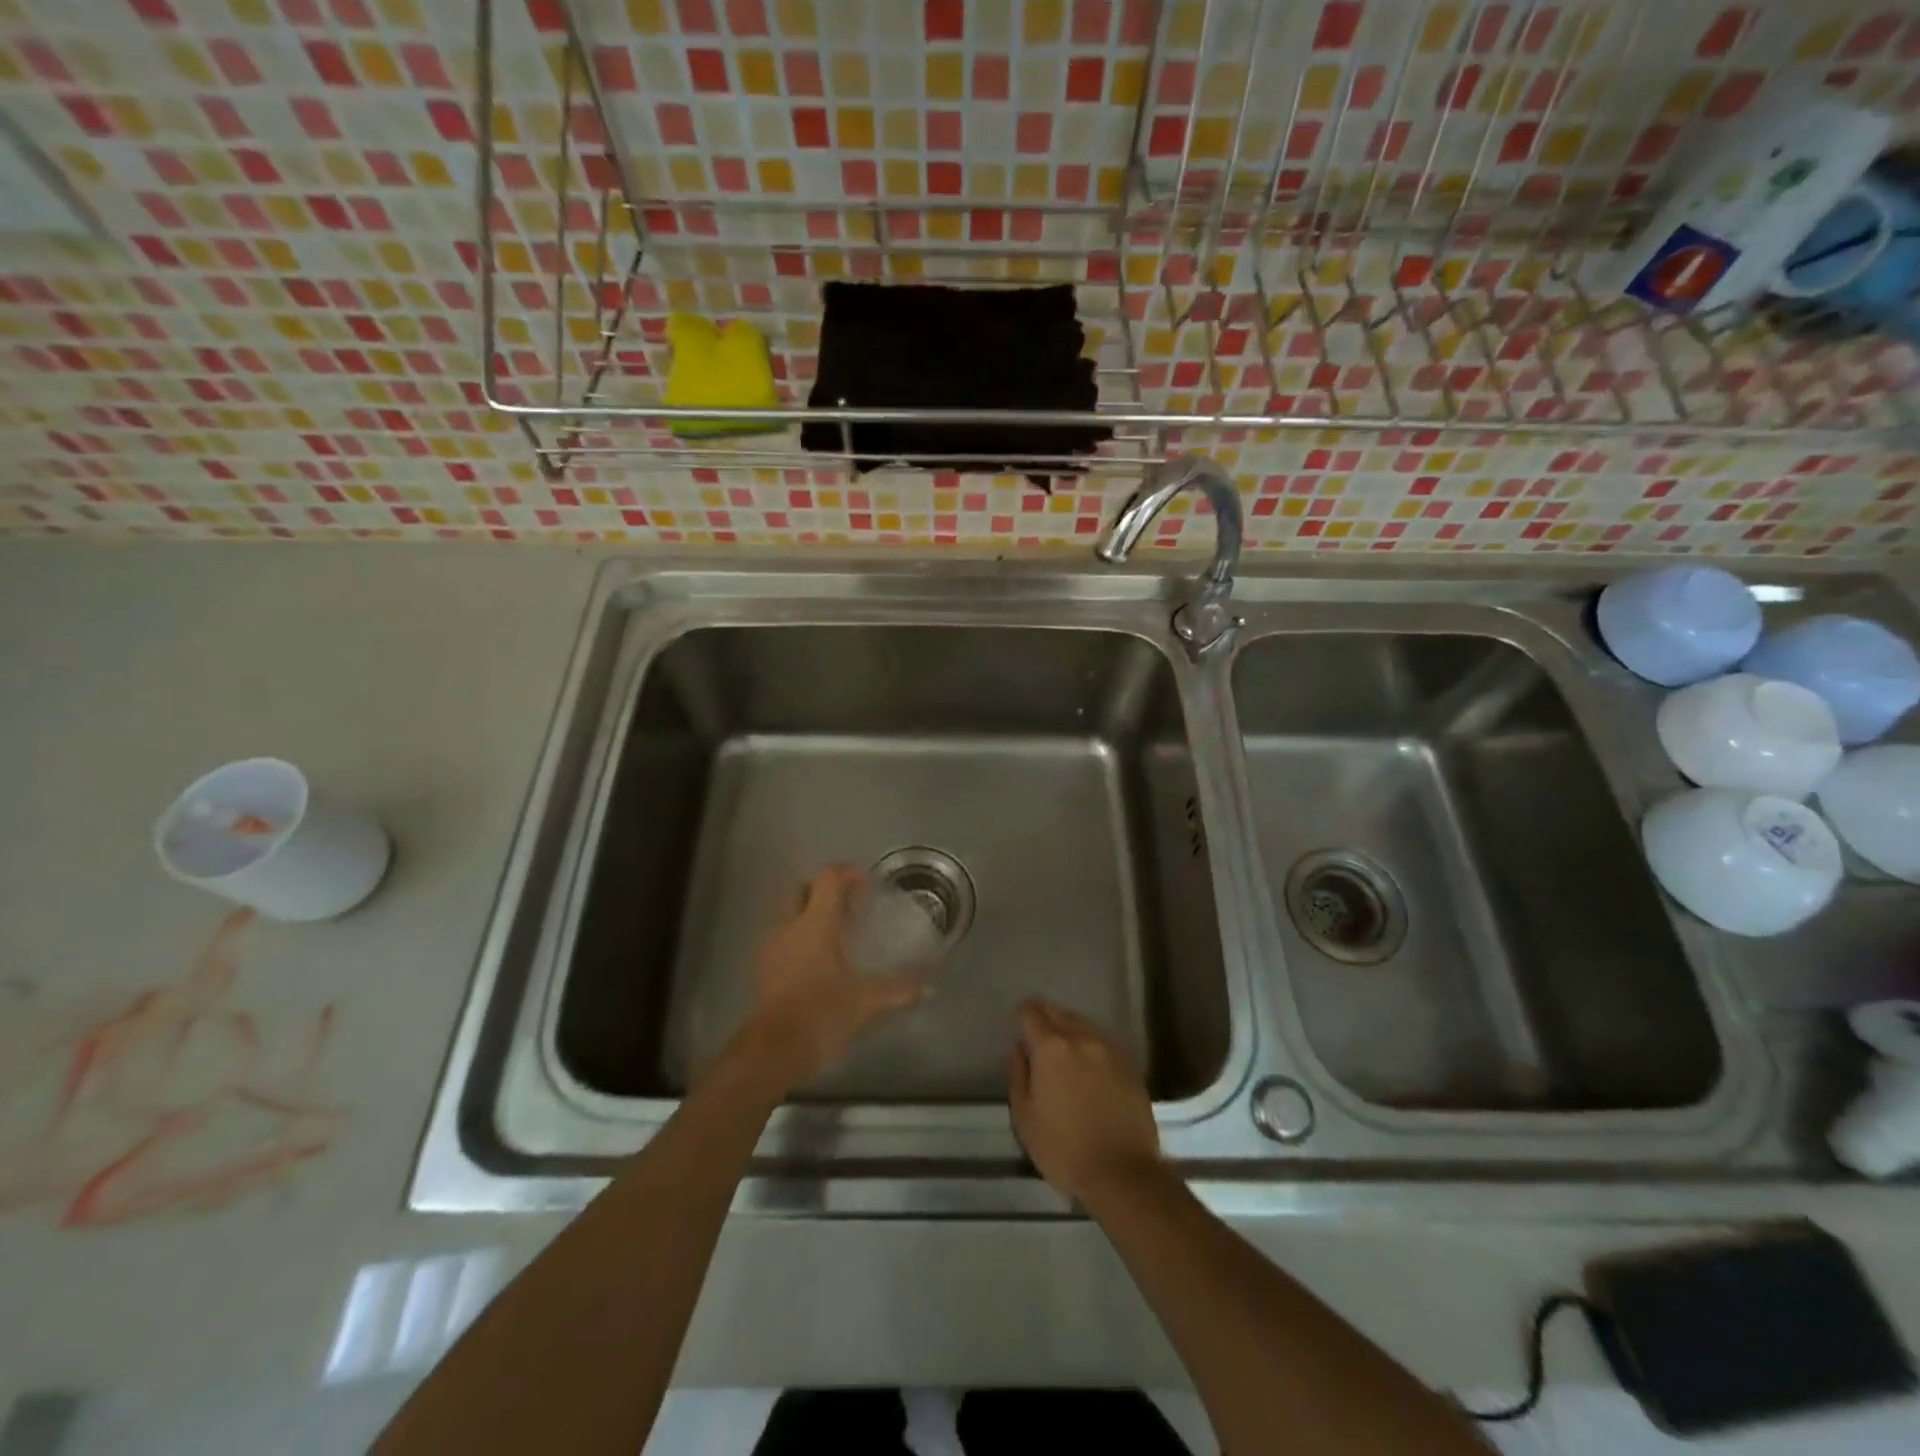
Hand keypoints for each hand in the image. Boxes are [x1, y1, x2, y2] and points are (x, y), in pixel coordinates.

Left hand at [733, 866, 928, 1095]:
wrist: (772, 1051)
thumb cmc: (821, 1014)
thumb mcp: (866, 1003)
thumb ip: (898, 991)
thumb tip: (928, 988)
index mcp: (815, 924)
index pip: (828, 880)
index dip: (847, 874)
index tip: (866, 882)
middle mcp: (789, 926)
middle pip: (802, 890)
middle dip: (823, 891)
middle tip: (849, 905)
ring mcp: (772, 947)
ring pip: (789, 914)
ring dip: (809, 914)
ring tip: (836, 933)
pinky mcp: (763, 969)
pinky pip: (782, 938)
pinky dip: (799, 938)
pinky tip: (818, 961)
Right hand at [1008, 998, 1161, 1207]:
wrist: (1123, 1174)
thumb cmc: (1063, 1149)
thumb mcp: (1024, 1116)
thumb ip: (1018, 1074)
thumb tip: (1020, 1048)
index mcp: (1051, 1047)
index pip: (1031, 1012)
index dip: (1022, 1015)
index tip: (1018, 1028)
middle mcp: (1081, 1037)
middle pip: (1059, 1012)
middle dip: (1045, 1019)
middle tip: (1038, 1041)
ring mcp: (1109, 1049)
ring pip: (1083, 1025)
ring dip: (1069, 1031)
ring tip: (1064, 1055)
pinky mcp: (1130, 1065)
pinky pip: (1103, 1043)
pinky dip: (1090, 1047)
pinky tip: (1088, 1069)